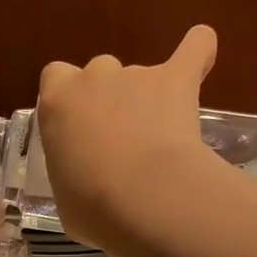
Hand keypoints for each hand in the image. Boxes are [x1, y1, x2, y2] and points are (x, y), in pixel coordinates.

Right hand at [36, 25, 218, 254]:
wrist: (143, 199)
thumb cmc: (92, 207)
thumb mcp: (65, 197)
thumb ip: (73, 172)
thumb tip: (88, 180)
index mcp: (57, 103)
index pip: (55, 78)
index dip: (67, 99)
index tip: (76, 127)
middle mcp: (94, 79)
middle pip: (98, 73)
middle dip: (107, 99)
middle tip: (117, 139)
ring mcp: (136, 75)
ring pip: (139, 74)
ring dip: (145, 97)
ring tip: (158, 137)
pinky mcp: (177, 78)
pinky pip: (194, 48)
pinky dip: (198, 50)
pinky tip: (202, 57)